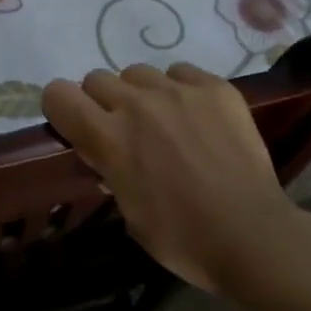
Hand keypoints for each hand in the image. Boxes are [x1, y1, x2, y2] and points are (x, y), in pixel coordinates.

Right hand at [42, 63, 296, 293]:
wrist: (252, 235)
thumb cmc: (182, 238)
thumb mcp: (127, 211)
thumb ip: (109, 170)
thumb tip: (105, 153)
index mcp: (108, 138)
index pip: (58, 94)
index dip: (61, 108)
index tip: (74, 125)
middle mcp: (137, 104)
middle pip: (96, 78)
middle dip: (101, 102)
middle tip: (123, 130)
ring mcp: (179, 91)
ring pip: (137, 72)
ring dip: (140, 94)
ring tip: (163, 121)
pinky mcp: (216, 88)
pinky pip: (181, 72)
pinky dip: (180, 89)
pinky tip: (195, 116)